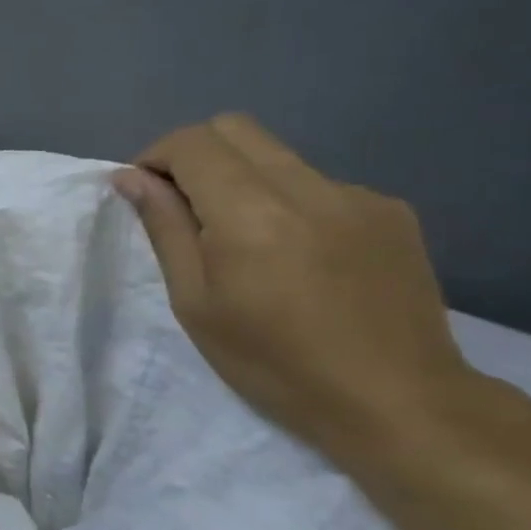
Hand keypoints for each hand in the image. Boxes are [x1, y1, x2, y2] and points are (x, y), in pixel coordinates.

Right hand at [114, 114, 480, 459]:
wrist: (398, 402)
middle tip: (182, 205)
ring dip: (241, 178)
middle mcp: (308, 187)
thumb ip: (165, 228)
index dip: (155, 156)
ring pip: (277, 154)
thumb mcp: (196, 302)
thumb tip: (131, 177)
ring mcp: (357, 195)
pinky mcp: (391, 211)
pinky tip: (298, 255)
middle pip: (235, 128)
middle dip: (194, 154)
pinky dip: (288, 201)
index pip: (192, 142)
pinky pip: (318, 183)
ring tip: (243, 240)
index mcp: (252, 213)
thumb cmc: (274, 362)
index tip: (144, 192)